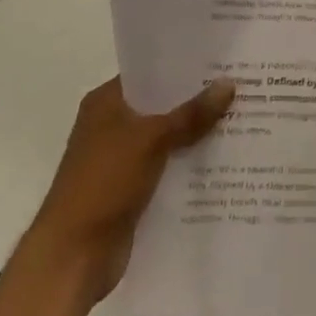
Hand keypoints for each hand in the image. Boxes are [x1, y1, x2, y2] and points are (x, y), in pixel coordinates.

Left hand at [25, 76, 233, 303]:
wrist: (73, 257)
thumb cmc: (104, 184)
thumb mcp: (152, 140)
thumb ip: (192, 113)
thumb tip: (229, 83)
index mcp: (106, 103)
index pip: (151, 72)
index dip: (184, 65)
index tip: (223, 58)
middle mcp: (112, 125)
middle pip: (163, 104)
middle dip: (199, 98)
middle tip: (242, 84)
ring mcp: (122, 159)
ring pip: (169, 136)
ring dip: (198, 132)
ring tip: (243, 116)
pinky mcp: (133, 188)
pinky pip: (169, 165)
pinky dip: (191, 161)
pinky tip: (226, 156)